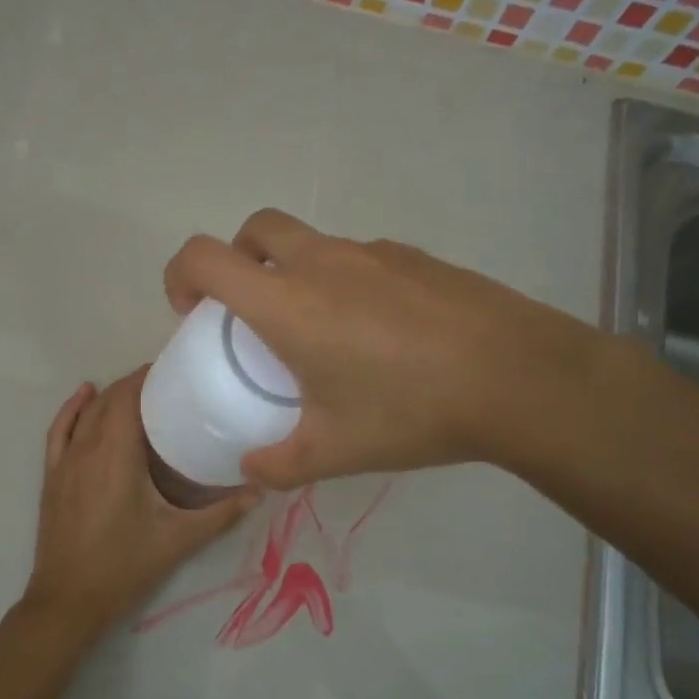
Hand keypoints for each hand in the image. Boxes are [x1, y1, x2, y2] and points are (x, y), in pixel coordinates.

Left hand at [24, 368, 257, 637]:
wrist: (69, 600)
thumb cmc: (124, 566)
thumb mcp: (179, 539)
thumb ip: (221, 514)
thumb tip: (261, 490)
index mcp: (115, 455)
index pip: (128, 397)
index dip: (148, 376)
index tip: (176, 370)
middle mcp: (87, 449)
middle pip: (109, 400)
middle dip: (136, 384)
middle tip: (170, 384)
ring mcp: (65, 462)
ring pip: (86, 413)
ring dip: (110, 395)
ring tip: (140, 390)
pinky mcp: (52, 477)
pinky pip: (59, 431)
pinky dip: (72, 409)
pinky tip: (84, 395)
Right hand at [163, 209, 600, 488]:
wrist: (518, 377)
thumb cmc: (412, 412)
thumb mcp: (335, 451)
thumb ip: (279, 464)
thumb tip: (250, 470)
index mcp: (288, 303)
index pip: (205, 257)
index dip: (180, 275)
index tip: (191, 314)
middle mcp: (323, 263)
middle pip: (256, 229)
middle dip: (237, 260)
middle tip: (250, 313)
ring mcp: (373, 254)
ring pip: (311, 243)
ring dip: (294, 272)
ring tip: (322, 335)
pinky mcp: (415, 257)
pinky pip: (359, 259)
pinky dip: (344, 282)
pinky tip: (378, 334)